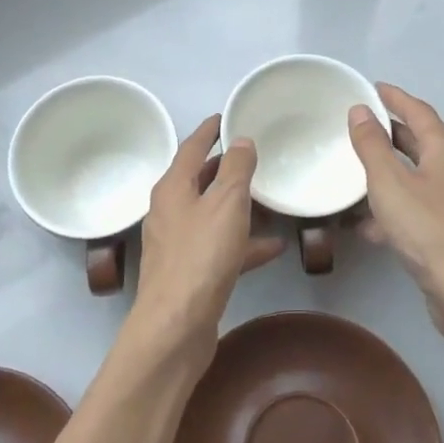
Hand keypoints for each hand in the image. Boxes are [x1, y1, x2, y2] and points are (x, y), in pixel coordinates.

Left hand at [132, 116, 285, 358]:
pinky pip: (220, 247)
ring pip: (212, 215)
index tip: (224, 117)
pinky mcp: (190, 273)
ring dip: (238, 208)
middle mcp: (170, 211)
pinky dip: (243, 243)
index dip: (209, 130)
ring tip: (270, 201)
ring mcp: (178, 244)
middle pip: (199, 181)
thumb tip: (240, 140)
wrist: (176, 325)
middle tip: (253, 157)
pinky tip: (273, 247)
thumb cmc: (201, 255)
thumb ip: (236, 169)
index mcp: (173, 187)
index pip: (191, 147)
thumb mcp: (226, 204)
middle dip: (225, 169)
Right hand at [348, 83, 443, 349]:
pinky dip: (392, 206)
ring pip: (415, 176)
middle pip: (419, 141)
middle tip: (357, 126)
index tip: (371, 88)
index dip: (394, 97)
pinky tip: (366, 225)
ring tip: (354, 172)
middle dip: (389, 133)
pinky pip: (416, 206)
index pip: (418, 111)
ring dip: (387, 172)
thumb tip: (361, 111)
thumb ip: (372, 145)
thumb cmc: (427, 230)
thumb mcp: (389, 183)